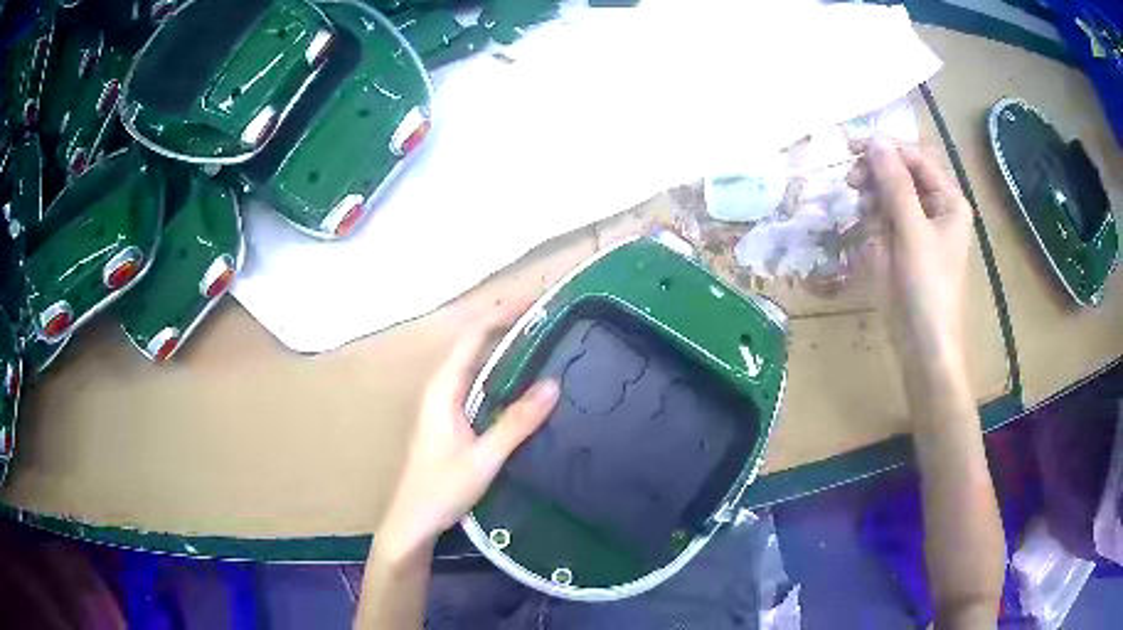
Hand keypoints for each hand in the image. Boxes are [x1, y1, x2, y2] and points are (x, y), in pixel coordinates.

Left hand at [374, 304, 559, 561]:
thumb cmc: (442, 489)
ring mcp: (444, 404)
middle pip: (473, 345)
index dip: (501, 314)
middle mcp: (441, 389)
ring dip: (502, 347)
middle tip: (546, 317)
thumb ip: (517, 422)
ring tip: (539, 339)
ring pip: (475, 364)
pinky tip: (520, 381)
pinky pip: (476, 384)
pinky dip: (499, 371)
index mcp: (443, 389)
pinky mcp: (450, 420)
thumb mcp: (484, 458)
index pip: (472, 337)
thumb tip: (553, 384)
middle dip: (505, 325)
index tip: (534, 302)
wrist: (413, 521)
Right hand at [847, 137, 972, 360]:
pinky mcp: (903, 243)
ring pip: (889, 192)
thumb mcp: (912, 231)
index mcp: (949, 200)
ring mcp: (918, 226)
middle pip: (901, 173)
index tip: (853, 149)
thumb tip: (874, 140)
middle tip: (851, 182)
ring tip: (862, 213)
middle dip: (876, 174)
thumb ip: (895, 184)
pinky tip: (867, 230)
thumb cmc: (928, 287)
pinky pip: (884, 215)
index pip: (916, 158)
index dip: (887, 149)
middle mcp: (936, 207)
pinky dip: (872, 217)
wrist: (923, 343)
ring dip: (872, 196)